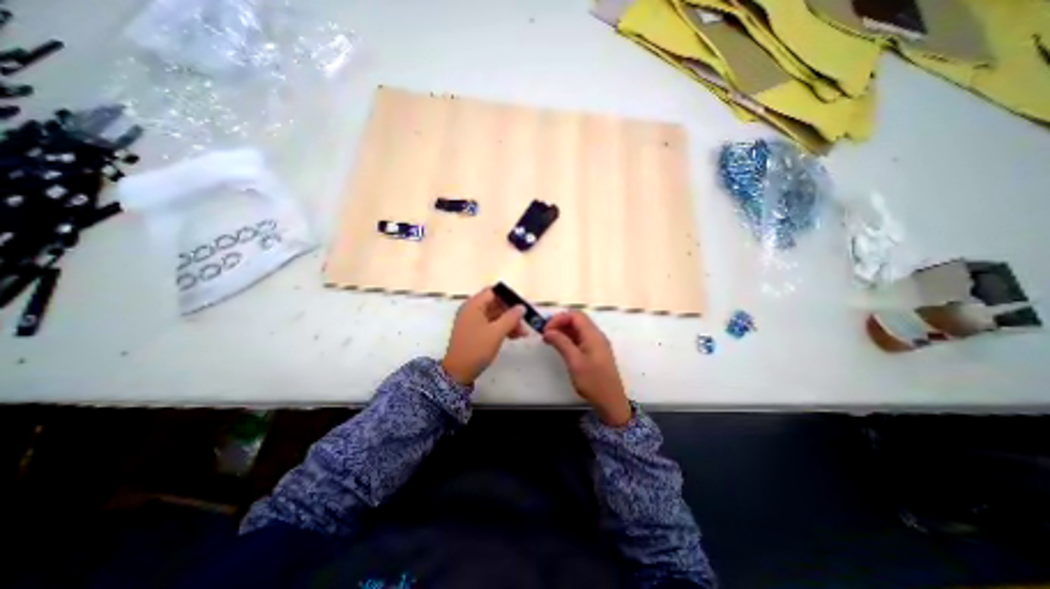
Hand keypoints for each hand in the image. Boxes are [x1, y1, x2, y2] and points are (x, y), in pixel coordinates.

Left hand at [441, 287, 524, 387]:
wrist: (458, 372)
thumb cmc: (476, 349)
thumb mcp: (496, 332)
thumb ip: (511, 317)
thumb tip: (521, 307)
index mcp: (474, 305)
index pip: (493, 292)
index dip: (508, 297)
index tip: (522, 307)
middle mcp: (472, 310)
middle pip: (495, 304)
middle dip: (511, 313)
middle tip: (525, 323)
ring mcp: (473, 322)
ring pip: (495, 315)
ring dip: (509, 322)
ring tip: (522, 334)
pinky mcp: (475, 332)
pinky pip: (491, 324)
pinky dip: (502, 328)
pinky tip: (514, 337)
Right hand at [541, 311, 630, 424]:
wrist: (611, 402)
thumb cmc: (593, 382)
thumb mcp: (574, 362)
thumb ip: (561, 343)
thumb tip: (548, 331)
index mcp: (593, 335)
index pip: (575, 315)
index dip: (559, 318)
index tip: (546, 330)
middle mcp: (596, 336)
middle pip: (577, 320)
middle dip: (560, 323)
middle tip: (546, 334)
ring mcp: (597, 344)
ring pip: (578, 329)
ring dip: (563, 331)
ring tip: (550, 340)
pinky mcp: (595, 352)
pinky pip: (581, 338)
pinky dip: (569, 339)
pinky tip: (560, 346)